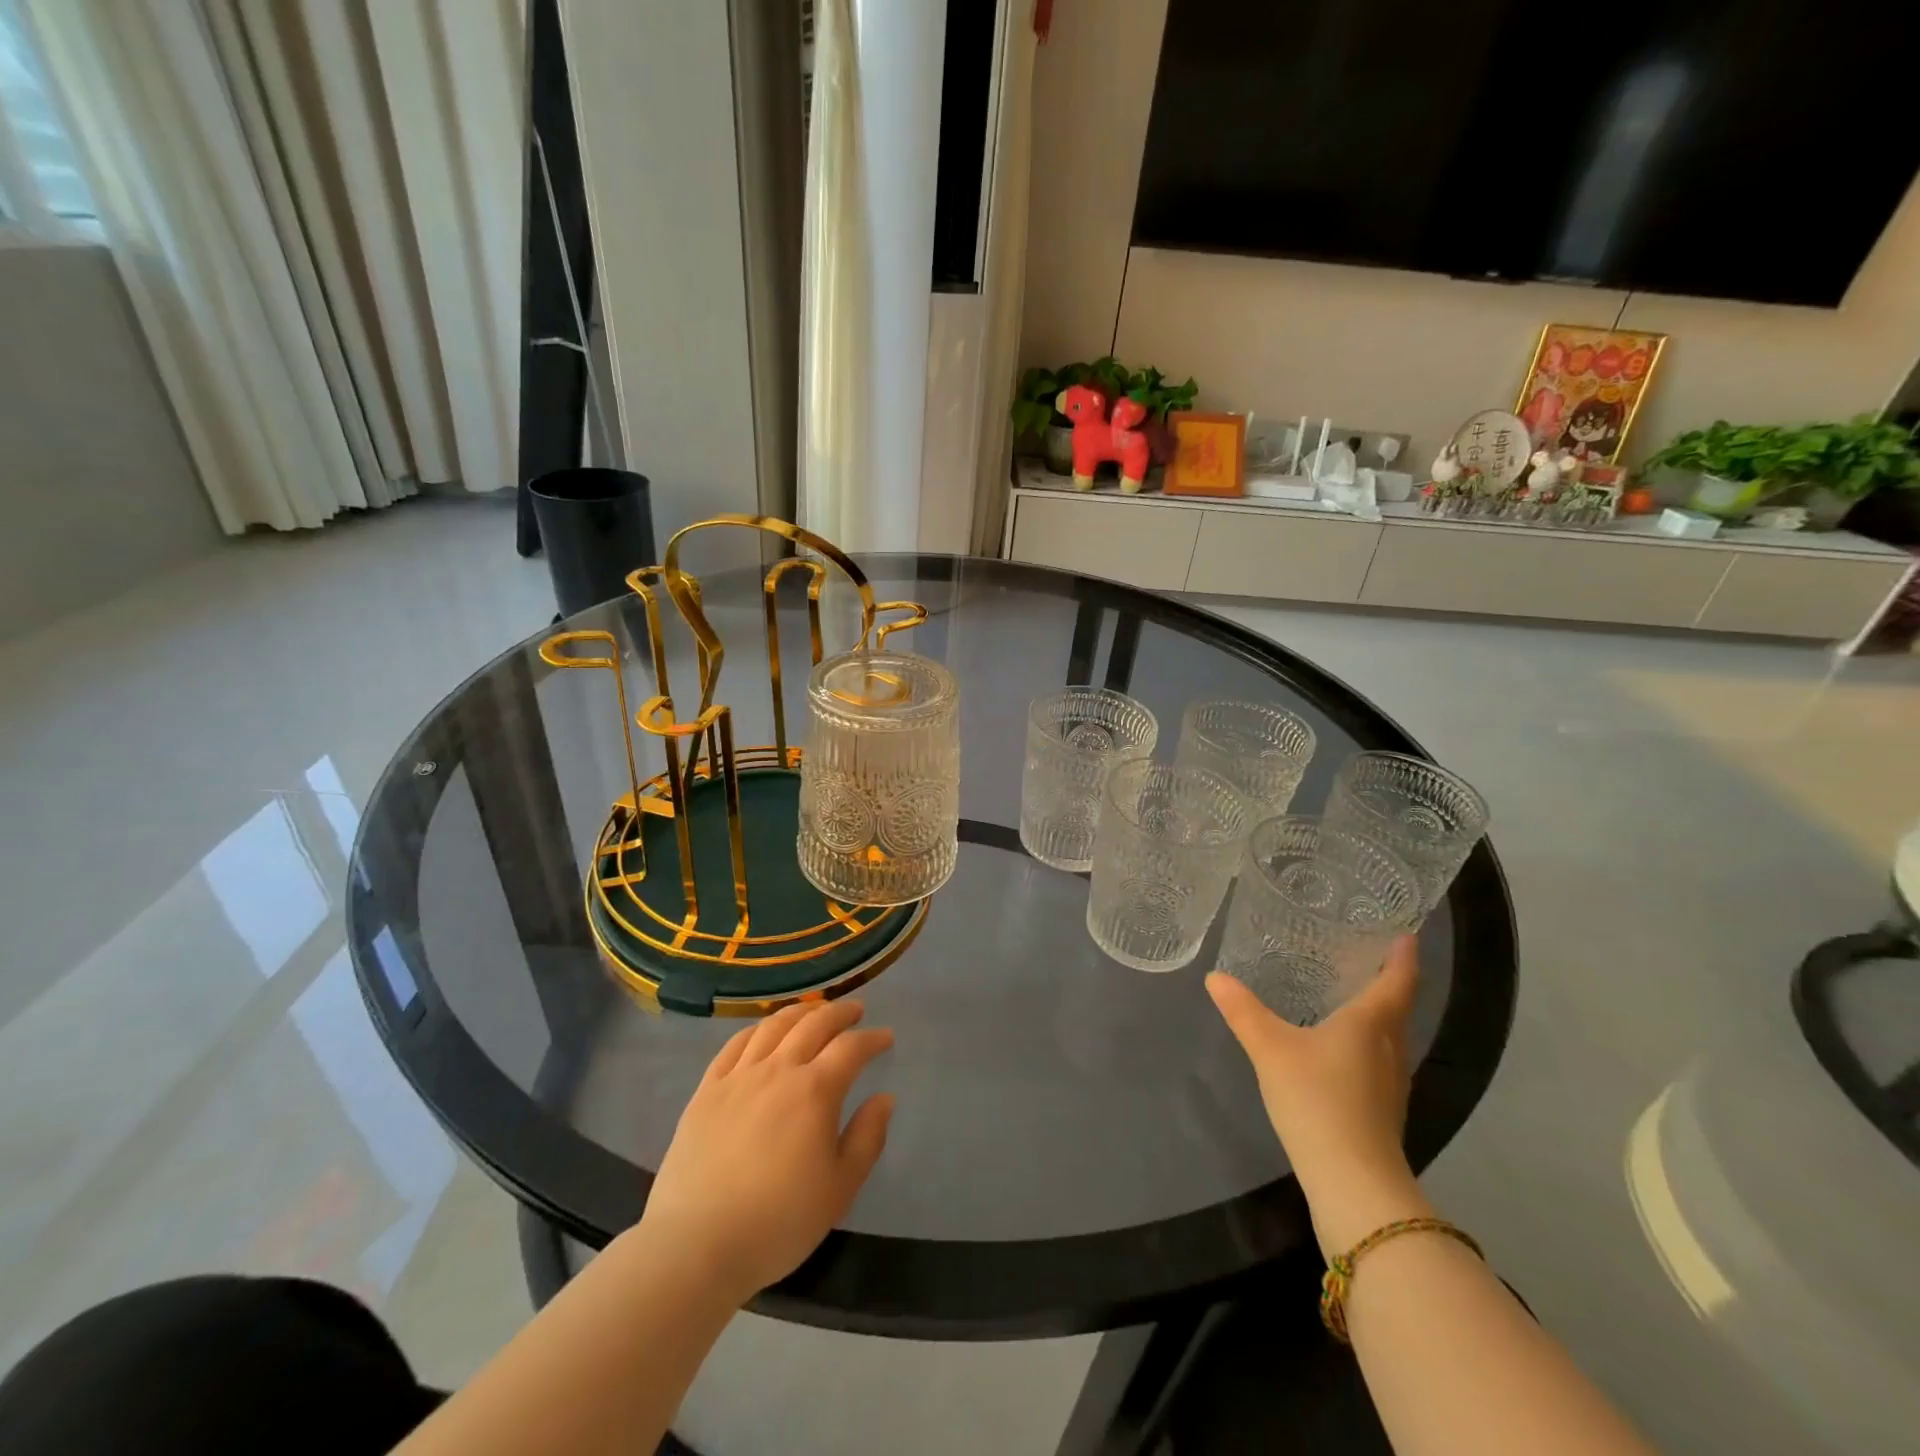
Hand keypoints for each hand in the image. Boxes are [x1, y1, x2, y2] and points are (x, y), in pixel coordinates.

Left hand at [637, 999, 894, 1303]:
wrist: (696, 1245)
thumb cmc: (778, 1223)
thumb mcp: (839, 1189)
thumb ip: (867, 1138)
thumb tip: (884, 1098)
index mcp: (815, 1091)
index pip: (850, 1048)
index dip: (872, 1039)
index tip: (886, 1038)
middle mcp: (778, 1070)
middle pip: (814, 1024)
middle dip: (839, 1012)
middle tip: (855, 1010)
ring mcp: (738, 1077)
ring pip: (773, 1026)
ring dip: (800, 1012)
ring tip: (813, 1011)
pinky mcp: (706, 1090)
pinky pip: (735, 1045)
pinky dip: (757, 1029)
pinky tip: (763, 1032)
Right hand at [1207, 937, 1430, 1254]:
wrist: (1353, 1181)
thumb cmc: (1318, 1099)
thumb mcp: (1270, 1048)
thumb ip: (1243, 1011)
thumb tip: (1216, 977)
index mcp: (1371, 1023)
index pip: (1397, 979)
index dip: (1403, 954)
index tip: (1404, 931)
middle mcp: (1390, 1046)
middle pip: (1397, 1006)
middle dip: (1387, 979)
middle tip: (1363, 952)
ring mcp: (1391, 1081)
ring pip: (1390, 1034)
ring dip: (1378, 1011)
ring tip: (1349, 991)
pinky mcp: (1383, 1107)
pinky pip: (1379, 1057)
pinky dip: (1366, 1040)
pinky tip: (1340, 1045)